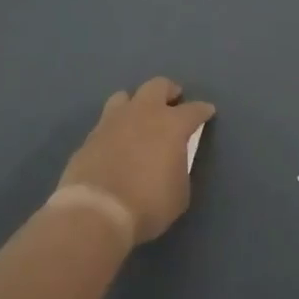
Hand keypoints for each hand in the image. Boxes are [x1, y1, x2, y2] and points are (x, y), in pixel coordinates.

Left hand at [58, 78, 214, 244]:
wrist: (95, 212)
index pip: (194, 109)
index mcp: (172, 125)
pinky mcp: (90, 136)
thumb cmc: (148, 204)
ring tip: (140, 118)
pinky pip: (106, 122)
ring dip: (136, 103)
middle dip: (169, 91)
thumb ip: (180, 169)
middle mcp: (143, 113)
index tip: (207, 112)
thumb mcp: (180, 193)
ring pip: (125, 96)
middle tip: (173, 102)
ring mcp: (113, 121)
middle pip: (158, 86)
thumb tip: (173, 162)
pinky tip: (117, 142)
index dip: (203, 110)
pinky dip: (116, 127)